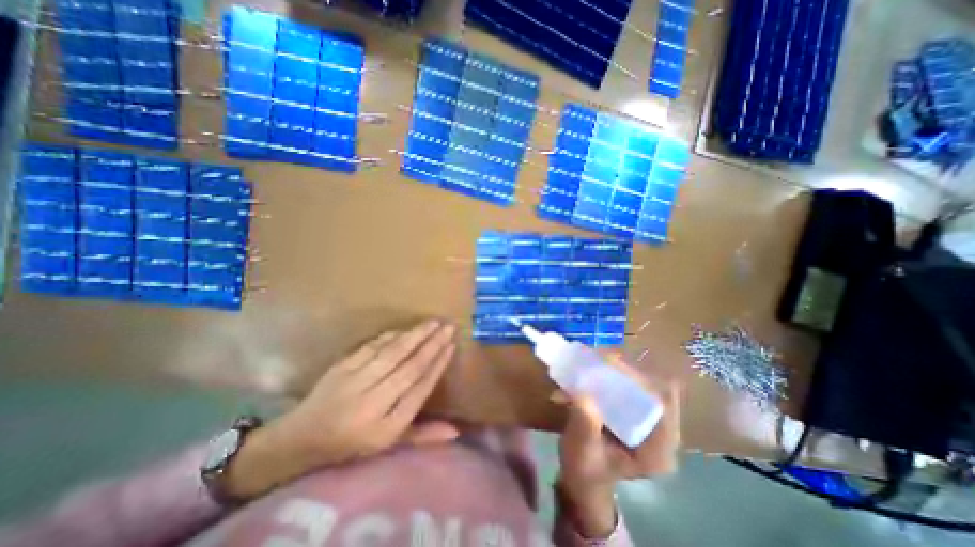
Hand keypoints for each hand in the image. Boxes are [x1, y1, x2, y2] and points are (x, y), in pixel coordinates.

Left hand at [224, 321, 461, 499]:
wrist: (300, 440)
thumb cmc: (352, 444)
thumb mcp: (389, 445)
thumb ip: (423, 435)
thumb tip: (456, 431)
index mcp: (386, 427)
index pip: (420, 389)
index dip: (438, 365)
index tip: (451, 346)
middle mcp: (372, 403)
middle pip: (410, 367)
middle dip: (433, 344)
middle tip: (449, 327)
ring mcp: (354, 383)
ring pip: (393, 353)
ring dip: (416, 335)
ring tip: (434, 322)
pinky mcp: (341, 368)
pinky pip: (372, 347)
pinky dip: (392, 336)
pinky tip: (407, 329)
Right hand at [555, 358, 684, 538]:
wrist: (583, 477)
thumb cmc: (584, 469)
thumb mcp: (582, 451)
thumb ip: (585, 425)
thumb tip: (583, 393)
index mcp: (658, 451)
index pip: (664, 405)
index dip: (641, 380)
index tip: (612, 365)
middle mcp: (660, 433)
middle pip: (653, 388)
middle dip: (625, 370)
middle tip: (597, 357)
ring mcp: (649, 422)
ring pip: (641, 383)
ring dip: (617, 369)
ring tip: (592, 358)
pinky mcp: (636, 413)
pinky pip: (629, 385)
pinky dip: (611, 374)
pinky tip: (592, 368)